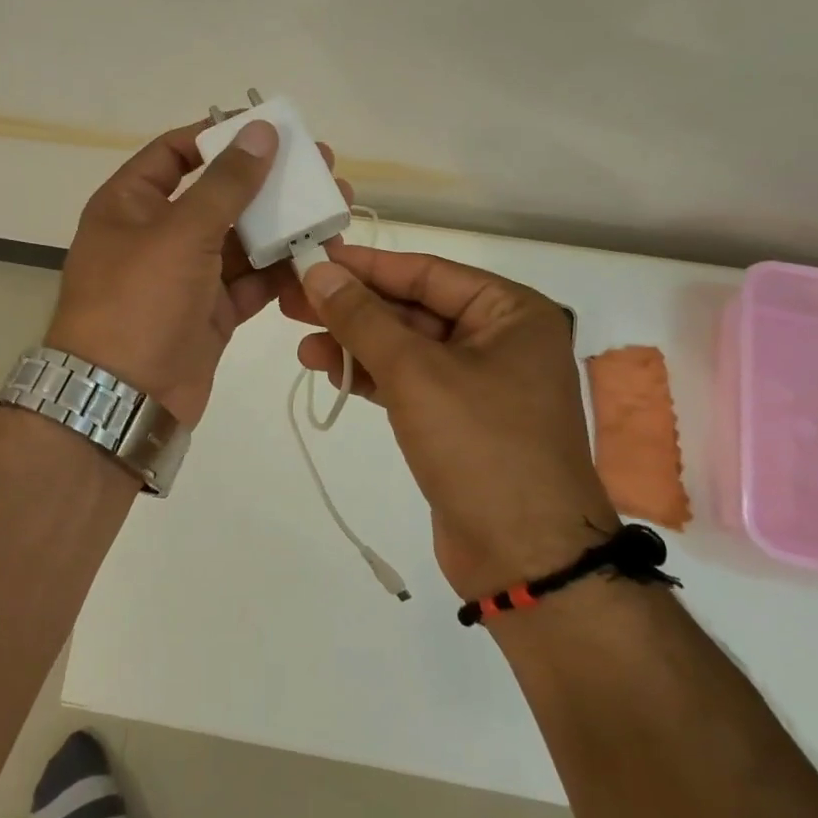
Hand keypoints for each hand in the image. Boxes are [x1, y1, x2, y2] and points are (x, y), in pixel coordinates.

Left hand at [47, 119, 348, 427]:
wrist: (123, 400)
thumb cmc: (139, 302)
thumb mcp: (180, 233)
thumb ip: (226, 184)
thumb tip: (260, 130)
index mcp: (129, 205)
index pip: (174, 154)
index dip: (218, 137)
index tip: (268, 130)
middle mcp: (156, 235)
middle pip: (218, 196)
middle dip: (268, 184)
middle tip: (322, 168)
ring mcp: (185, 276)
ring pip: (240, 240)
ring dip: (283, 227)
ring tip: (334, 210)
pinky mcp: (211, 313)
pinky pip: (249, 282)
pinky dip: (280, 271)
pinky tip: (319, 257)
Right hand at [284, 246, 614, 598]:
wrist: (524, 559)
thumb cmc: (480, 446)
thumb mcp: (415, 373)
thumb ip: (362, 319)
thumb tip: (317, 272)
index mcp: (511, 312)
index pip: (425, 273)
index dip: (365, 266)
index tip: (312, 258)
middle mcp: (500, 339)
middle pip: (413, 309)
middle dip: (353, 308)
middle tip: (293, 300)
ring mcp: (480, 383)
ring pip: (406, 348)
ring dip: (355, 344)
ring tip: (301, 343)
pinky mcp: (459, 421)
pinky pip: (409, 383)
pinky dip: (371, 376)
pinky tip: (329, 370)